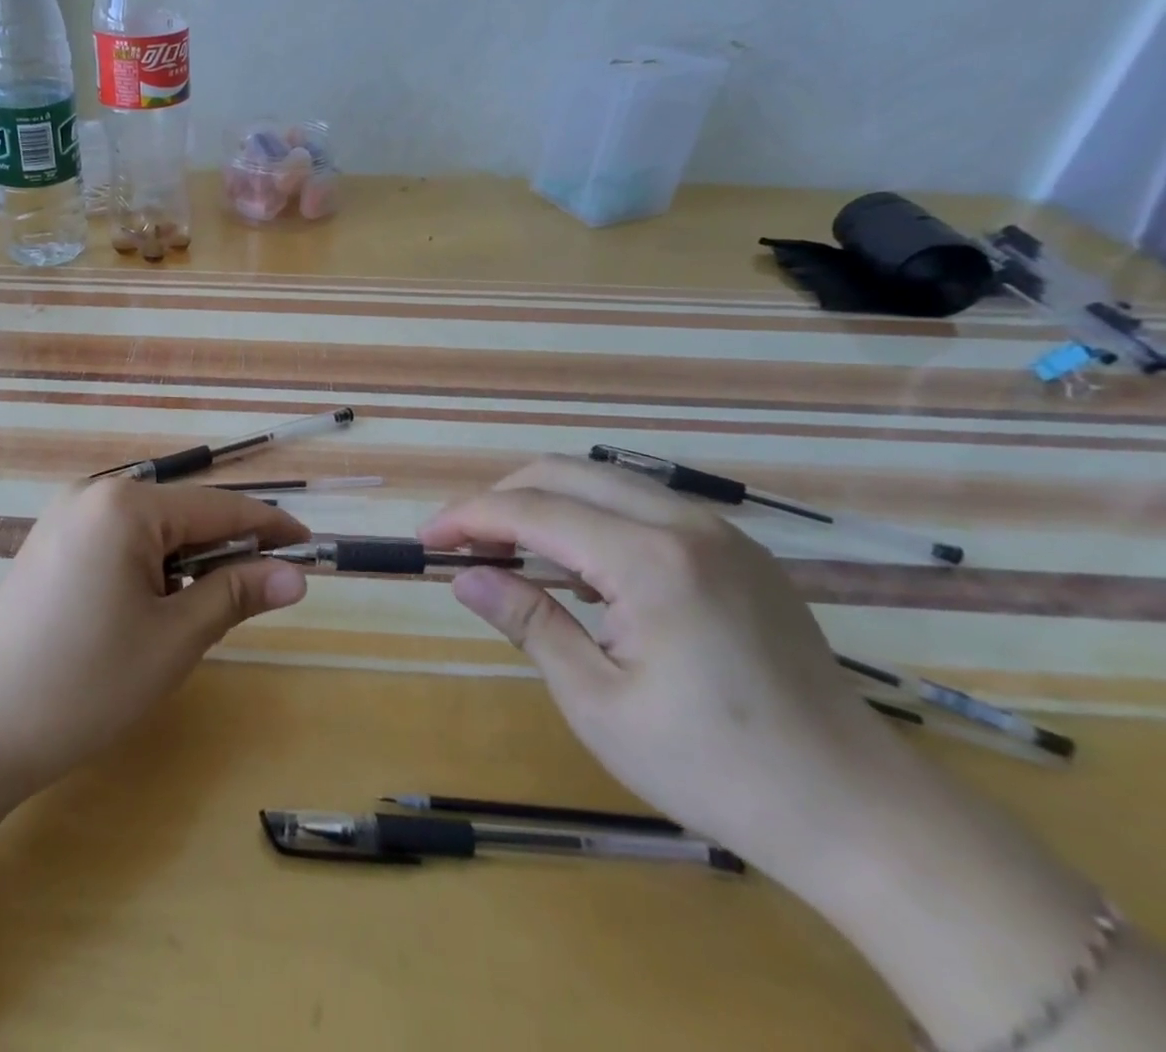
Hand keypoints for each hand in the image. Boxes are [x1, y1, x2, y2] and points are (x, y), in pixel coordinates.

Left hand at [0, 480, 309, 799]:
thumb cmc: (83, 683)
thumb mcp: (173, 640)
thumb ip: (236, 594)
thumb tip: (296, 574)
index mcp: (126, 505)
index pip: (219, 507)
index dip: (270, 527)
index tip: (312, 547)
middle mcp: (93, 494)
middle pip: (184, 513)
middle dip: (227, 549)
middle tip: (264, 594)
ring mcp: (65, 519)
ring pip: (152, 530)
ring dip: (188, 562)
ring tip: (201, 614)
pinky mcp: (49, 546)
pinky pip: (120, 543)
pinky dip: (152, 569)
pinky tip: (151, 610)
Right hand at [419, 455, 916, 880]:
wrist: (857, 810)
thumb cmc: (713, 767)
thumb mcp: (599, 702)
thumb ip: (528, 623)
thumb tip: (466, 577)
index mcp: (650, 561)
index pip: (533, 510)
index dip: (469, 518)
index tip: (426, 540)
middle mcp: (685, 524)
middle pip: (565, 473)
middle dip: (501, 497)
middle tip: (463, 542)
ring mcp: (719, 531)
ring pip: (605, 480)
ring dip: (545, 501)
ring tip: (509, 549)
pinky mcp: (737, 550)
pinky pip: (643, 504)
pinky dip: (591, 516)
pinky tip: (578, 566)